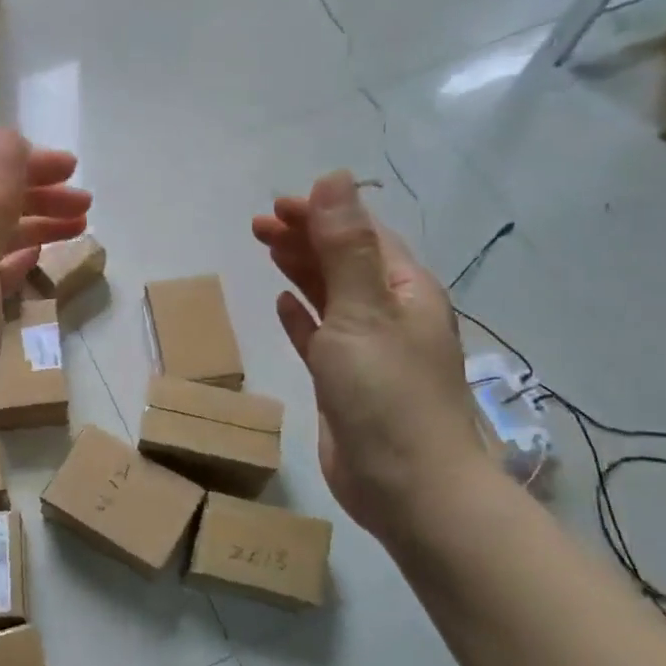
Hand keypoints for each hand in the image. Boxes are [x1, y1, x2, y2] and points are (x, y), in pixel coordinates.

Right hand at [252, 171, 488, 535]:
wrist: (406, 487)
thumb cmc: (388, 394)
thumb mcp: (364, 311)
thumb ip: (345, 246)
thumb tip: (334, 178)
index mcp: (405, 290)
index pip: (363, 235)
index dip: (323, 214)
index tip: (278, 205)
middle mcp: (390, 314)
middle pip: (344, 261)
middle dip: (306, 237)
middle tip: (259, 224)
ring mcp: (368, 350)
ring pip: (330, 296)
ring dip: (301, 269)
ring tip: (267, 248)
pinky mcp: (345, 382)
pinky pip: (320, 336)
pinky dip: (302, 316)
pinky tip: (282, 303)